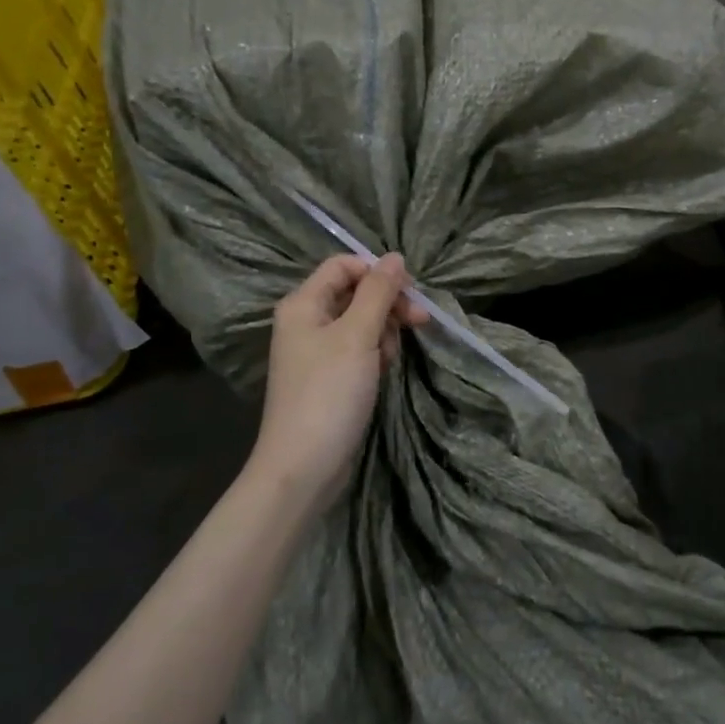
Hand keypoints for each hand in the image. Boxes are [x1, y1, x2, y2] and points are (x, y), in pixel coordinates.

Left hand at [252, 254, 428, 510]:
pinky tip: (383, 371)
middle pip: (355, 293)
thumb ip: (378, 292)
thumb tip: (395, 256)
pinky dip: (375, 354)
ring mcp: (317, 351)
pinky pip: (358, 349)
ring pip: (362, 322)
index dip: (377, 272)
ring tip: (389, 358)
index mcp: (303, 304)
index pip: (343, 265)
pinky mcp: (329, 377)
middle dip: (388, 304)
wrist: (304, 467)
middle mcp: (306, 321)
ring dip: (384, 332)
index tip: (409, 291)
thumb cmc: (329, 393)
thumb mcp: (358, 335)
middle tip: (421, 321)